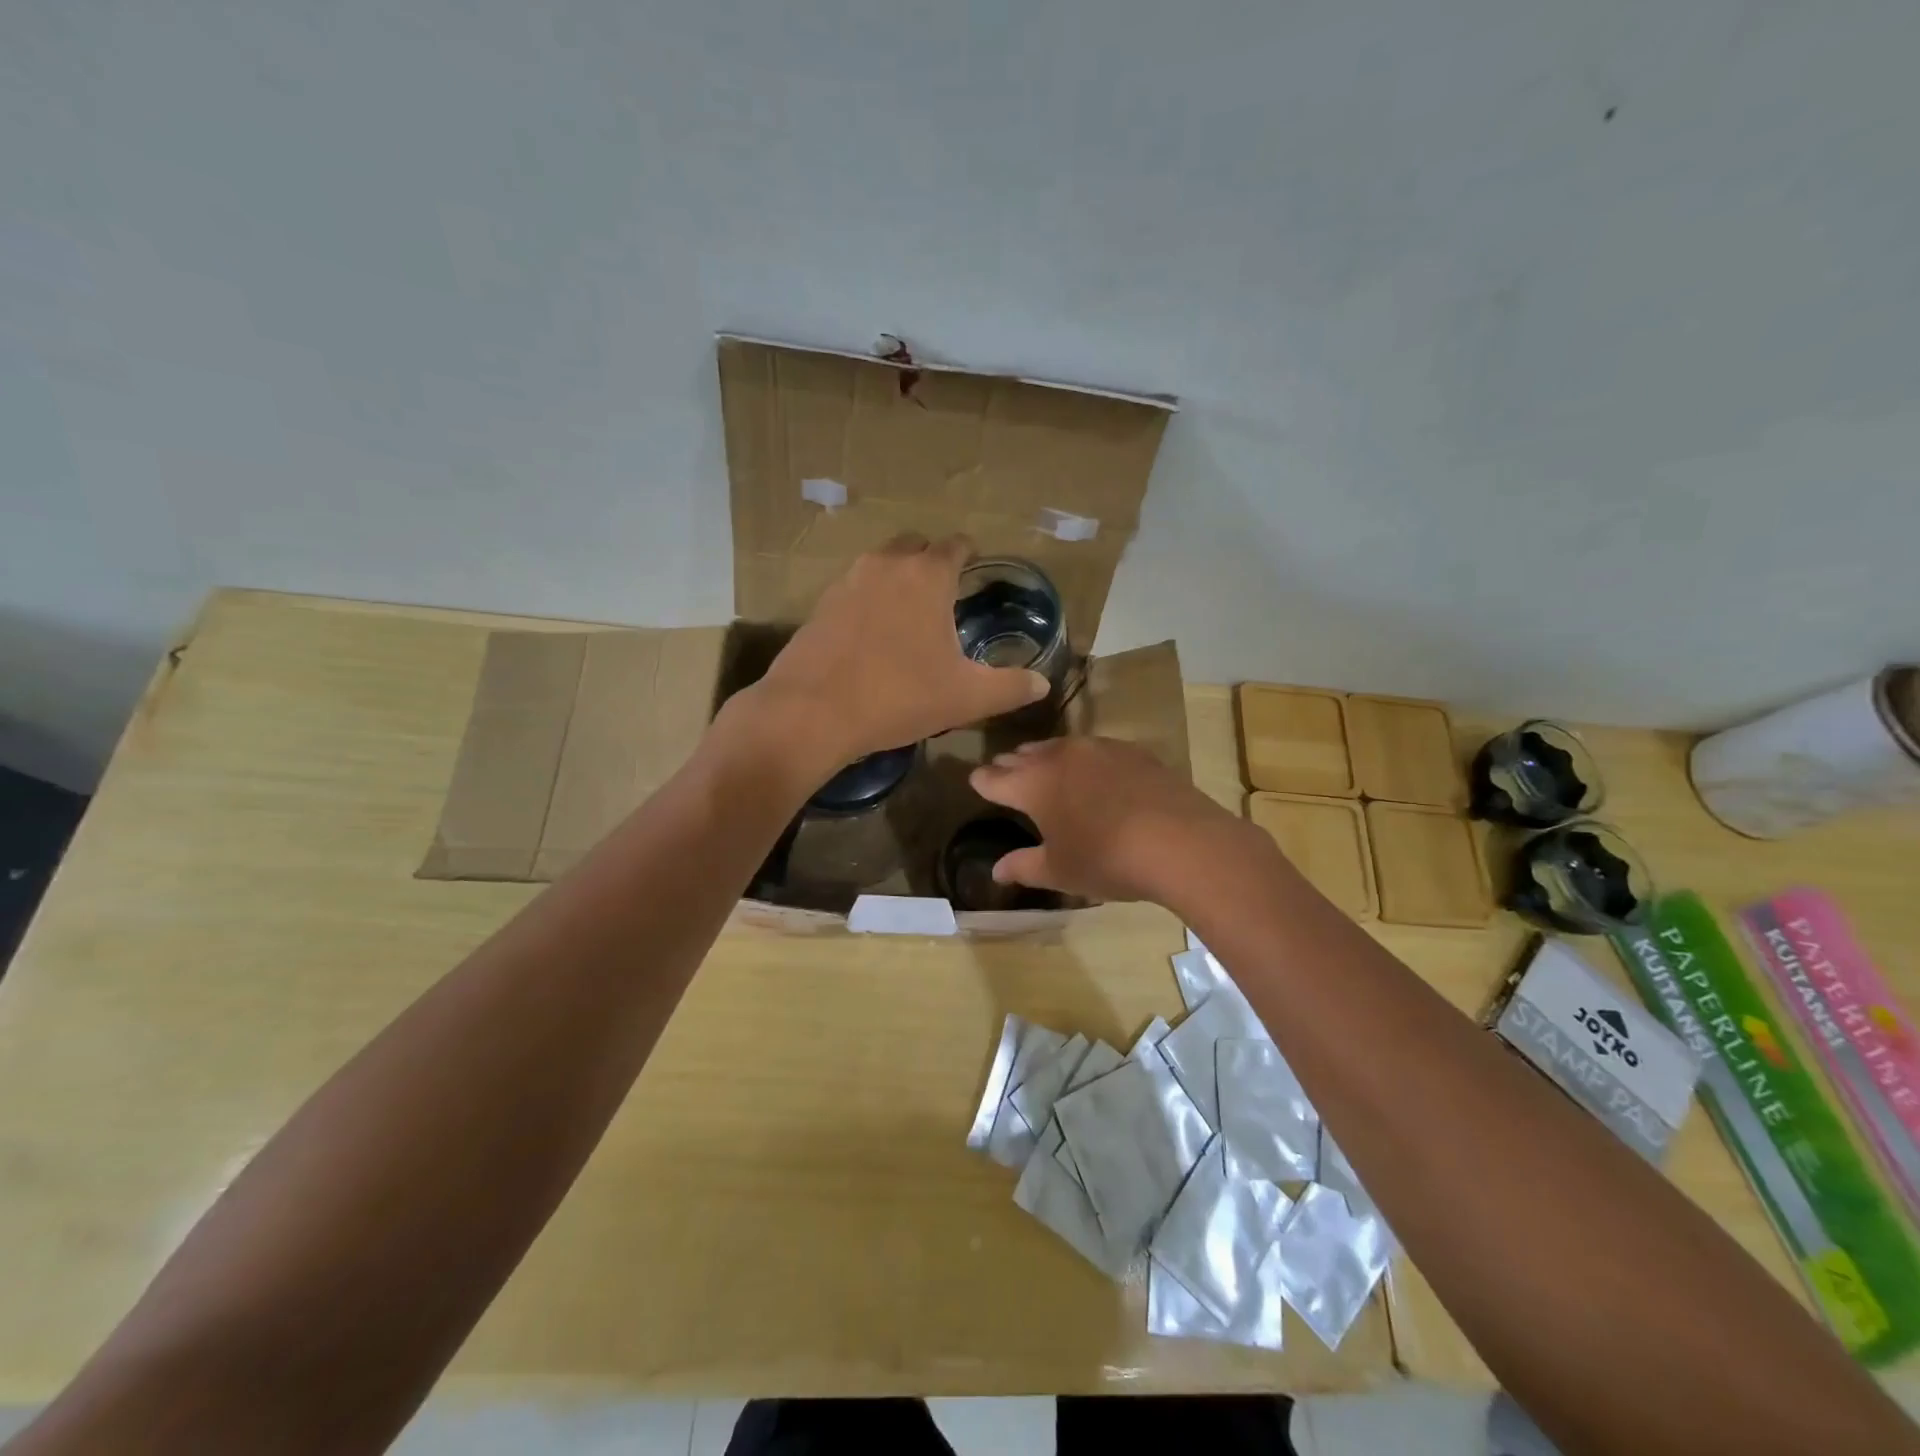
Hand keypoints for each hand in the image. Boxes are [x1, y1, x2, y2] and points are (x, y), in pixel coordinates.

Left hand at [747, 534, 1048, 775]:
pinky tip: (873, 635)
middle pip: (916, 546)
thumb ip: (1011, 687)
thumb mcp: (966, 698)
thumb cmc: (899, 696)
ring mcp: (847, 580)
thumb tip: (1042, 684)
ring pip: (881, 564)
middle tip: (945, 594)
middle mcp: (886, 564)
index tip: (976, 568)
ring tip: (910, 614)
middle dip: (932, 561)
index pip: (956, 545)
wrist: (812, 711)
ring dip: (898, 578)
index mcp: (927, 575)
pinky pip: (855, 588)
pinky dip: (870, 599)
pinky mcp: (820, 604)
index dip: (970, 554)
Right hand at [968, 735, 1261, 902]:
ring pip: (1059, 747)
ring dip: (1045, 756)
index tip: (975, 780)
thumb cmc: (1106, 859)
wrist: (1180, 841)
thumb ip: (1023, 866)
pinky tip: (1092, 771)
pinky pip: (1094, 749)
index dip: (982, 781)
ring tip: (1041, 763)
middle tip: (1003, 769)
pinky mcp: (1132, 751)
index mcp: (1033, 784)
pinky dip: (1083, 759)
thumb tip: (995, 871)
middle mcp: (1060, 757)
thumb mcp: (1059, 871)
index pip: (995, 779)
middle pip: (1025, 755)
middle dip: (1011, 764)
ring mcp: (1098, 749)